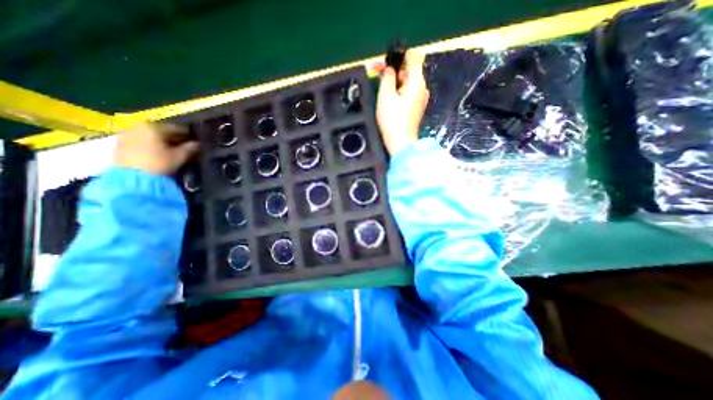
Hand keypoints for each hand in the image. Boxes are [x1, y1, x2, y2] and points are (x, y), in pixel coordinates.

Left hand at [114, 124, 197, 174]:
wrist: (131, 178)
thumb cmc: (159, 164)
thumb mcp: (179, 156)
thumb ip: (190, 148)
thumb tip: (198, 143)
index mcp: (154, 127)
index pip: (177, 128)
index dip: (188, 135)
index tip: (196, 141)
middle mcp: (139, 127)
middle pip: (162, 131)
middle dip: (174, 139)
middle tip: (185, 147)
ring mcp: (127, 134)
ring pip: (151, 136)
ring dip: (162, 142)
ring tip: (172, 151)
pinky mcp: (120, 144)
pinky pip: (141, 141)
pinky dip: (151, 145)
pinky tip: (158, 154)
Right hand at [373, 50, 428, 155]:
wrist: (401, 143)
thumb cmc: (393, 121)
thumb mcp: (386, 96)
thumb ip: (387, 77)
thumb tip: (389, 68)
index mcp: (417, 82)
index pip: (413, 56)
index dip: (399, 55)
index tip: (386, 60)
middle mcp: (421, 88)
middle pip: (408, 69)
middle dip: (392, 68)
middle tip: (375, 71)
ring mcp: (420, 98)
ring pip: (406, 81)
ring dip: (393, 79)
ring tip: (378, 83)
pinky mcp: (415, 106)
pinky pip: (407, 91)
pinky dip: (397, 89)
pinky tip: (387, 95)